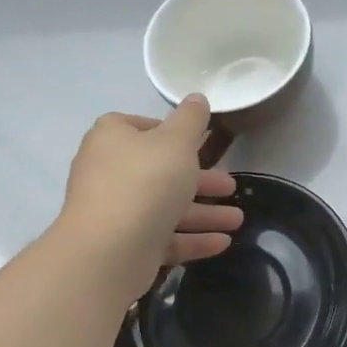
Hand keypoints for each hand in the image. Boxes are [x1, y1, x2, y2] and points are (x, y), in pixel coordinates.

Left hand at [55, 96, 242, 271]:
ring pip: (166, 207)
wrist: (110, 249)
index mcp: (113, 139)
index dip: (170, 133)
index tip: (200, 143)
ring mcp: (115, 211)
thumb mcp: (177, 141)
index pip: (140, 126)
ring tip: (237, 220)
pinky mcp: (124, 245)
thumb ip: (191, 119)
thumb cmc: (146, 181)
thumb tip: (197, 98)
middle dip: (201, 181)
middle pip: (160, 171)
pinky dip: (192, 238)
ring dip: (204, 213)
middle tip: (231, 186)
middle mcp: (108, 172)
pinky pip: (163, 237)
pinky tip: (223, 242)